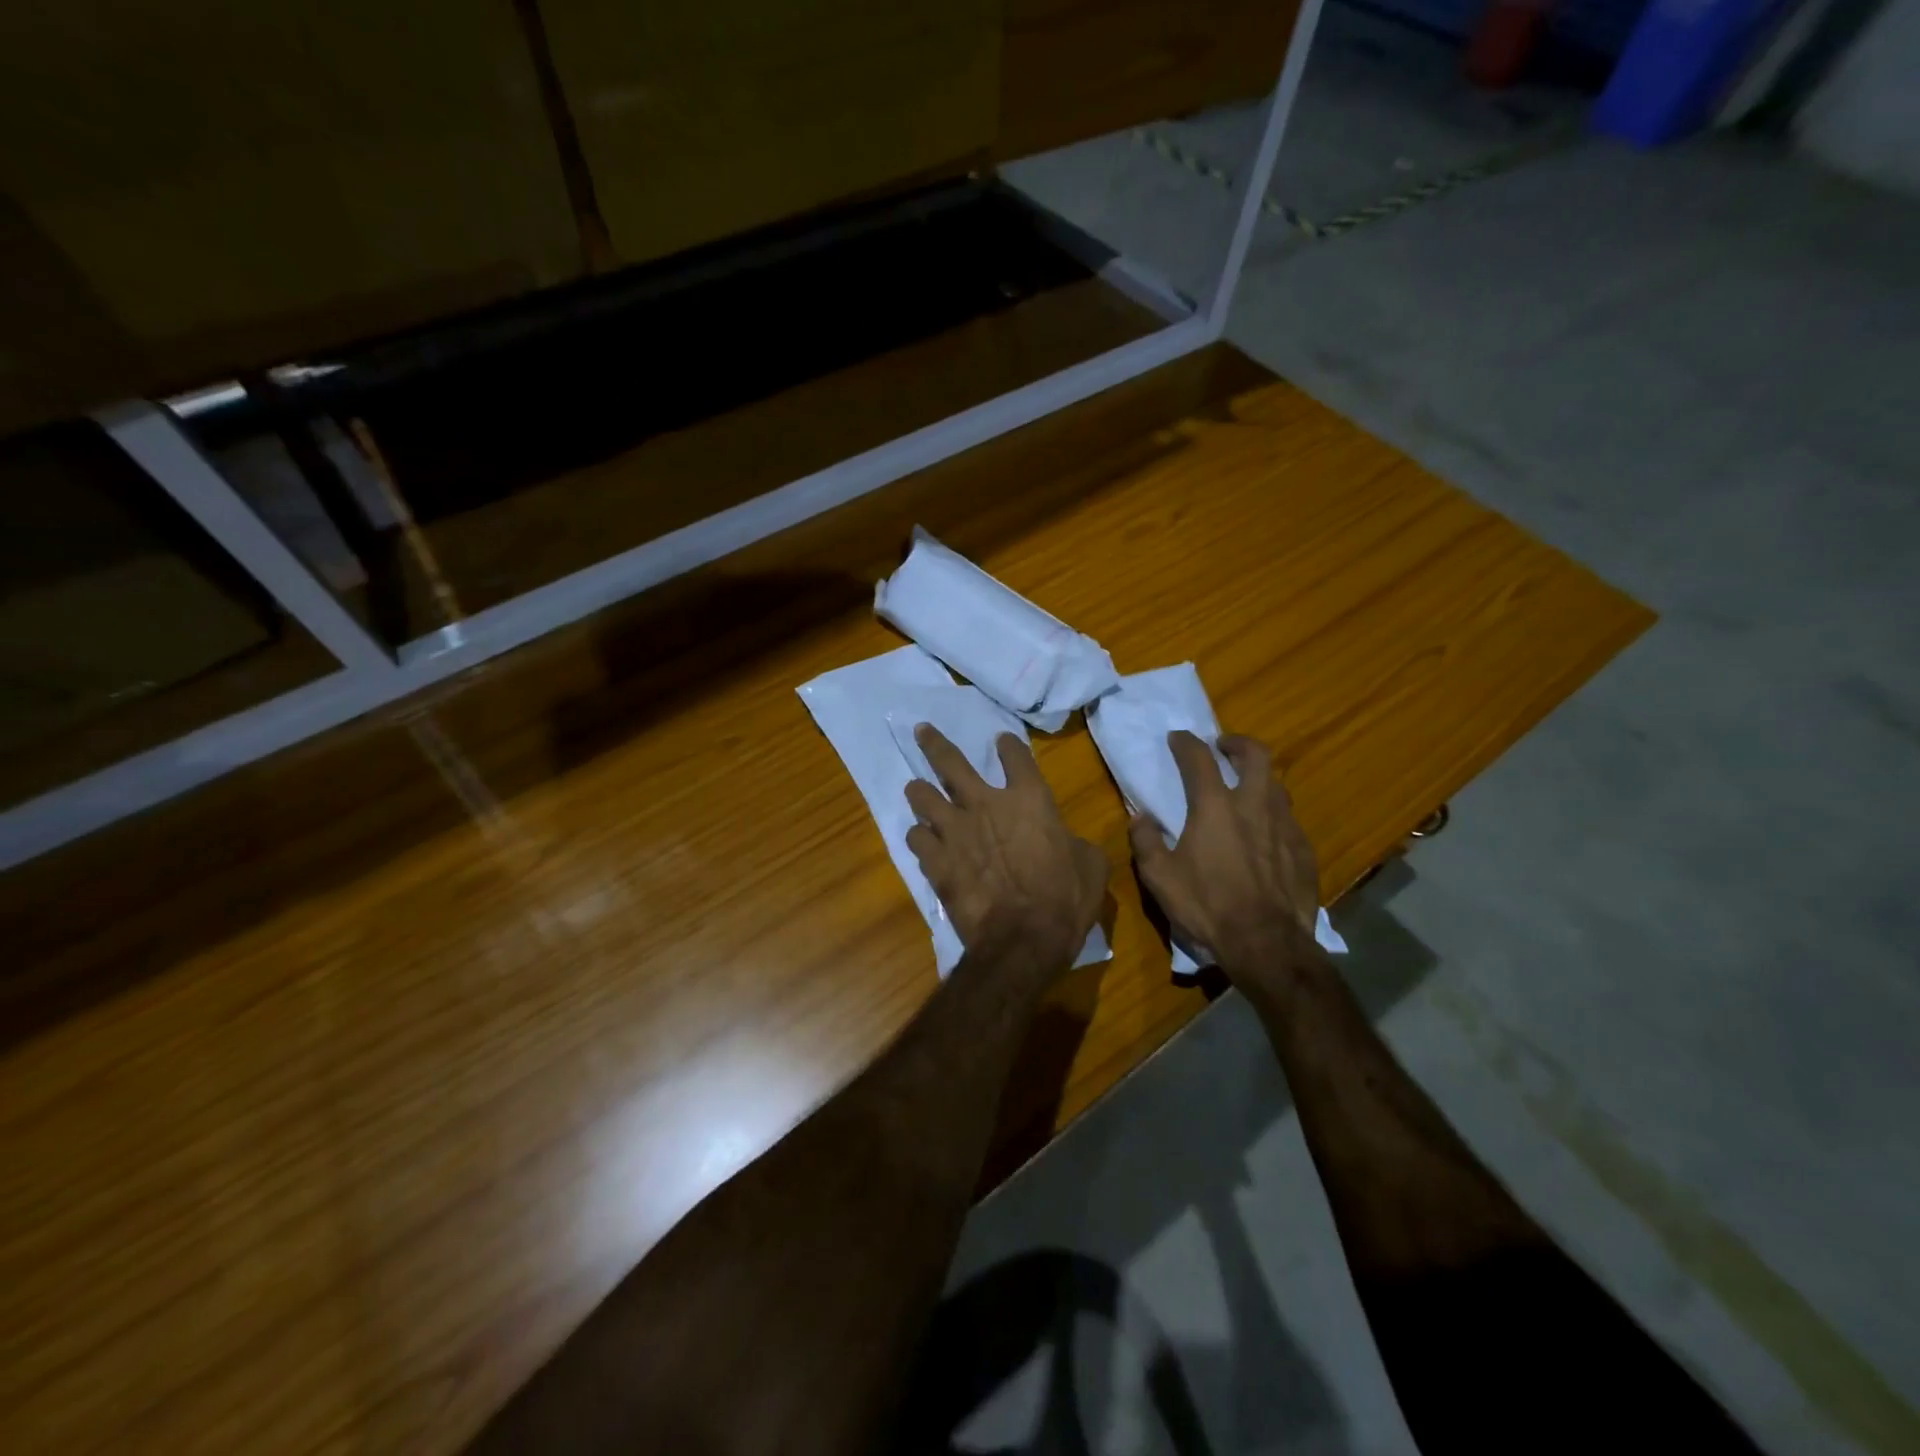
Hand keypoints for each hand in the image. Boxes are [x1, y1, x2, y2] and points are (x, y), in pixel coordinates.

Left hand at [904, 726, 1107, 974]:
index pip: (1016, 756)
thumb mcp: (1090, 865)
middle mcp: (986, 804)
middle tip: (921, 731)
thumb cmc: (1065, 900)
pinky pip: (916, 837)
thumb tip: (1066, 843)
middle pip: (950, 762)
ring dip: (919, 791)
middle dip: (934, 743)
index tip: (1001, 741)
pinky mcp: (936, 860)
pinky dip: (919, 837)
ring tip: (915, 788)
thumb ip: (1073, 842)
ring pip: (922, 796)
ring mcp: (955, 830)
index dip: (1008, 746)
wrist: (1024, 939)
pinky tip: (921, 840)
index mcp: (1030, 800)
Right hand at [1129, 731, 1320, 975]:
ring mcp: (1284, 826)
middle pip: (1255, 755)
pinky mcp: (1304, 850)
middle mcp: (1254, 805)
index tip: (1178, 738)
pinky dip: (1274, 815)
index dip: (1186, 743)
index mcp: (1215, 807)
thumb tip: (1140, 818)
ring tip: (1246, 789)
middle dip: (1238, 744)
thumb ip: (1146, 841)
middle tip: (1224, 748)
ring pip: (1276, 785)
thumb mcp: (1160, 877)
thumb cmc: (1207, 906)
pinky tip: (1266, 834)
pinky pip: (1289, 819)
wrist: (1266, 943)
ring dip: (1259, 778)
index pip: (1199, 758)